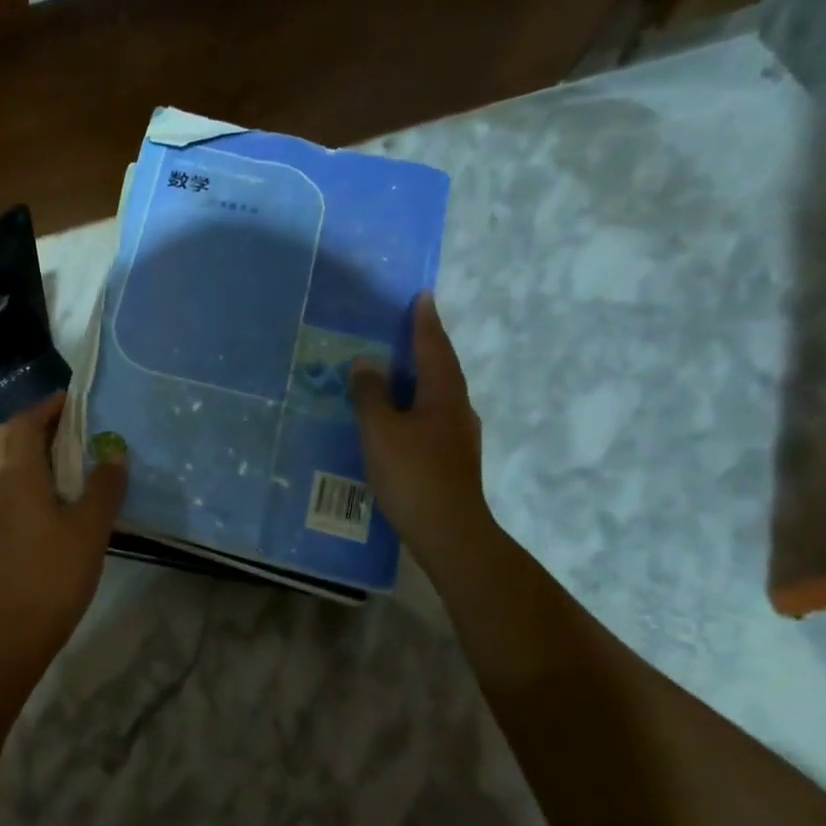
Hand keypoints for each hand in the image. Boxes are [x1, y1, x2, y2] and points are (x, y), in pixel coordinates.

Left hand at [0, 393, 127, 673]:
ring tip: (68, 456)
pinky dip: (24, 471)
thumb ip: (104, 485)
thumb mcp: (90, 527)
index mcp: (15, 472)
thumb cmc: (54, 573)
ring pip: (2, 459)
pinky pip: (4, 481)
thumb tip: (115, 452)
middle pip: (7, 435)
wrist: (13, 629)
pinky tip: (54, 491)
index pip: (26, 422)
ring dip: (29, 447)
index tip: (77, 403)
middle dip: (36, 423)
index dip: (50, 408)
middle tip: (73, 428)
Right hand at [350, 293, 490, 565]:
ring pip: (442, 392)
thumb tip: (366, 361)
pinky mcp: (454, 457)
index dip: (425, 322)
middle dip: (429, 344)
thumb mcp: (380, 430)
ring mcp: (460, 434)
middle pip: (444, 367)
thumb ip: (370, 394)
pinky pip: (436, 414)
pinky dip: (421, 402)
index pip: (433, 347)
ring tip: (405, 366)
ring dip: (426, 374)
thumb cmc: (412, 473)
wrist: (448, 529)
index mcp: (442, 394)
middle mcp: (458, 408)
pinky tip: (407, 414)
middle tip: (413, 325)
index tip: (424, 296)